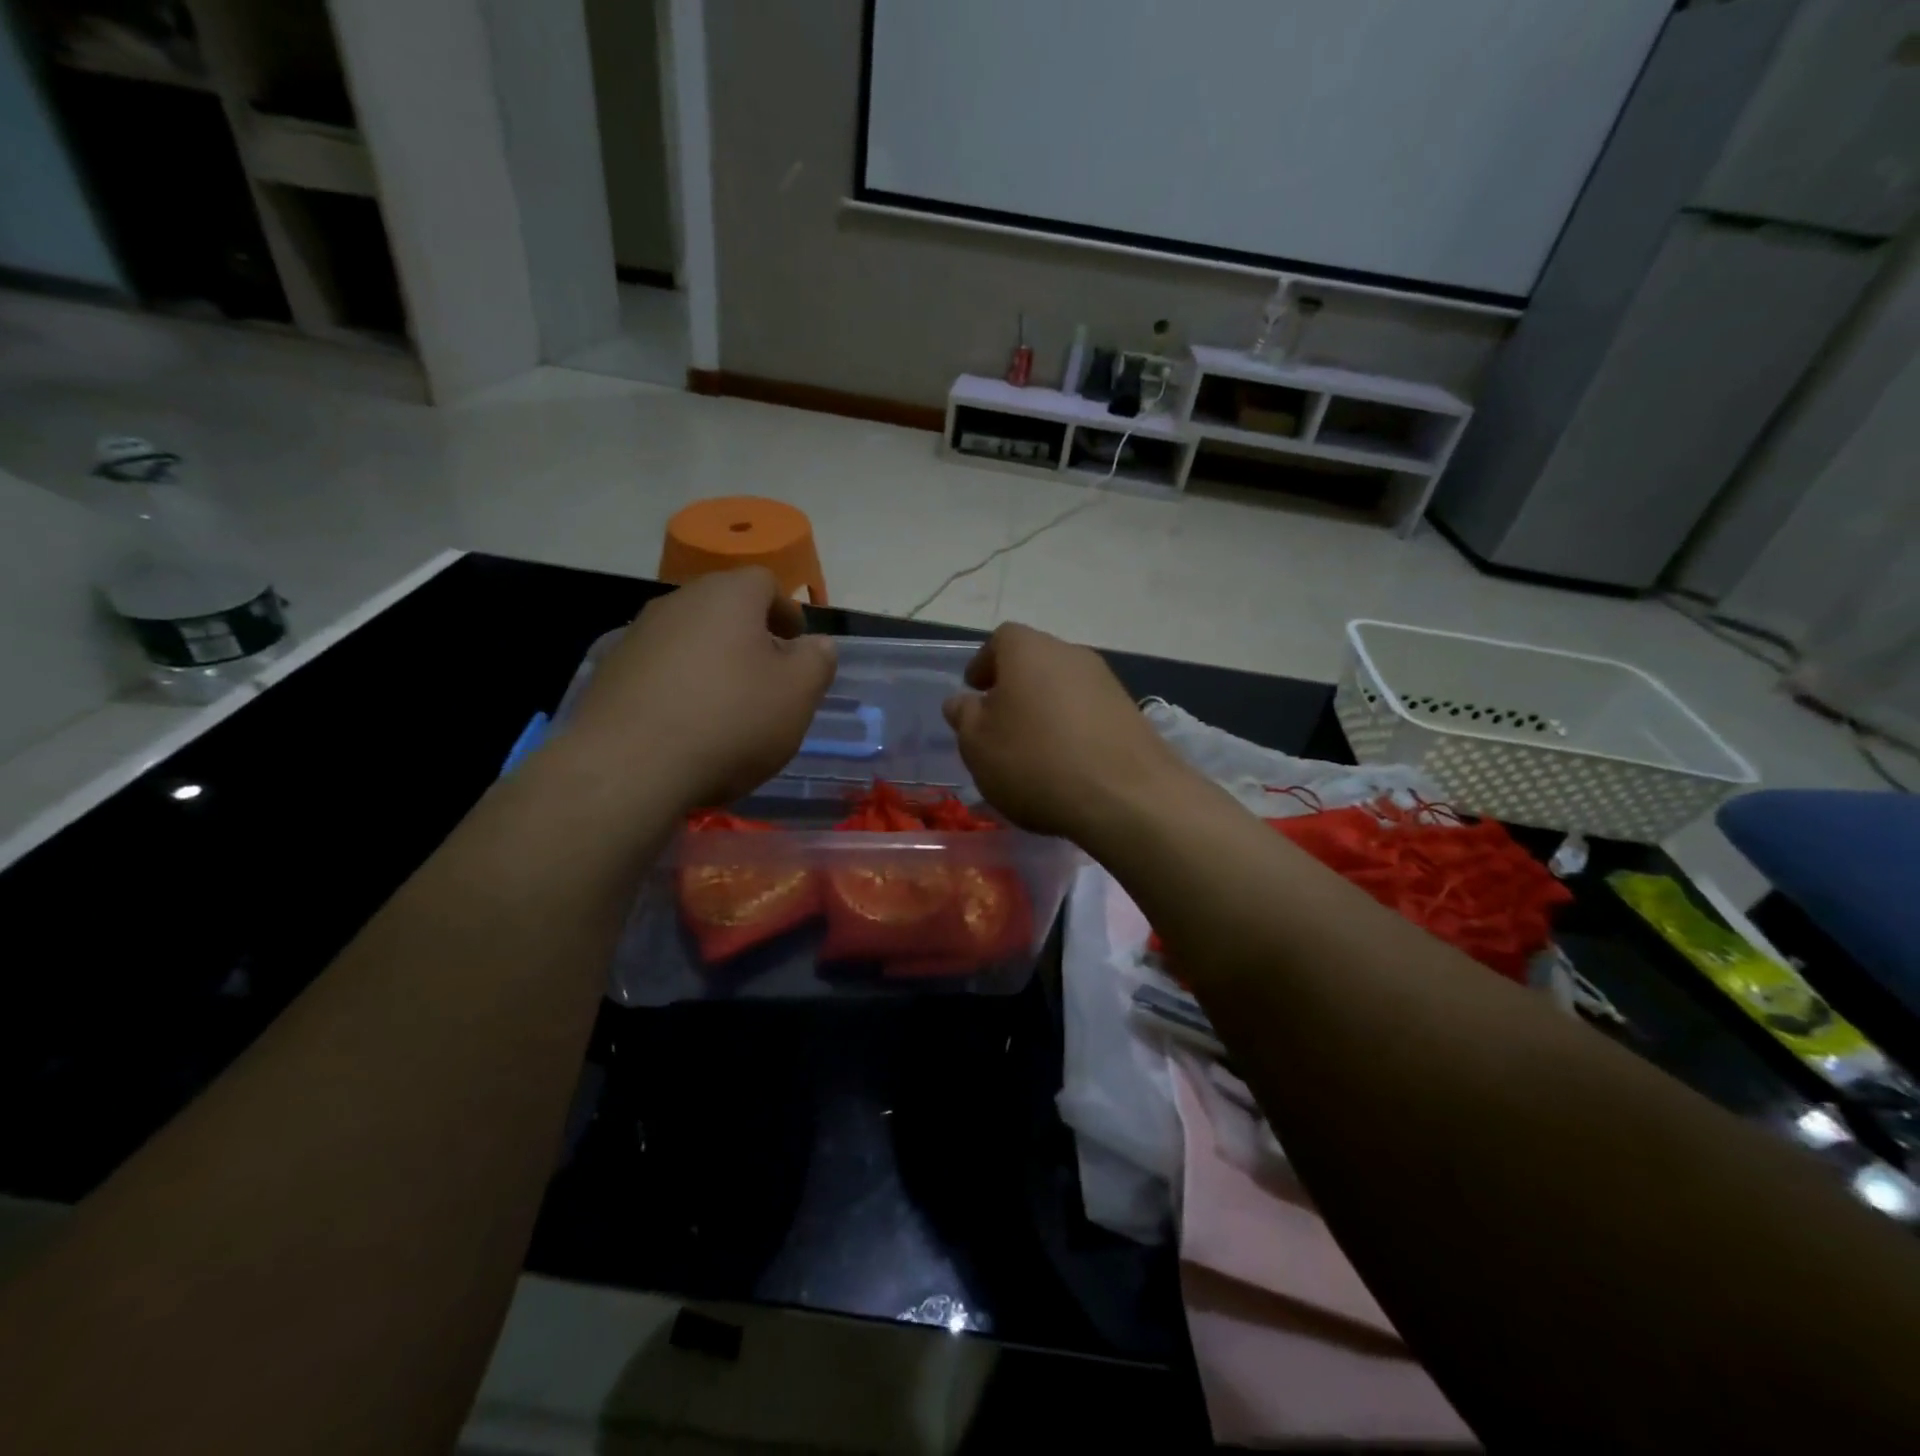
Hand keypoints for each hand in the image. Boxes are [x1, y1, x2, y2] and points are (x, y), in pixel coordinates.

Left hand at [562, 568, 835, 811]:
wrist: (629, 767)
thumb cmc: (730, 720)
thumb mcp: (797, 694)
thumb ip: (817, 661)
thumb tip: (818, 644)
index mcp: (728, 596)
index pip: (764, 582)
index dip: (786, 610)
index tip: (797, 642)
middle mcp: (678, 603)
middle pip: (723, 607)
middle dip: (750, 636)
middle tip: (769, 674)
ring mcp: (637, 636)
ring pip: (689, 638)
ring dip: (713, 661)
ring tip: (728, 705)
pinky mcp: (610, 673)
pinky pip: (659, 669)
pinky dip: (680, 686)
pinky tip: (687, 725)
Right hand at [942, 623, 1187, 841]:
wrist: (1127, 796)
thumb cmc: (1036, 762)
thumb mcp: (978, 745)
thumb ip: (965, 717)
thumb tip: (963, 701)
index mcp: (1029, 650)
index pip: (1000, 640)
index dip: (984, 664)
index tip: (974, 690)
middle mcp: (1071, 654)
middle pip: (1035, 662)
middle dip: (1015, 689)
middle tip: (1000, 724)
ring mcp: (1107, 683)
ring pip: (1064, 688)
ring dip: (1046, 711)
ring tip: (1033, 751)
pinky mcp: (1131, 714)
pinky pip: (1089, 714)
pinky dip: (1073, 731)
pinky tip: (1067, 765)